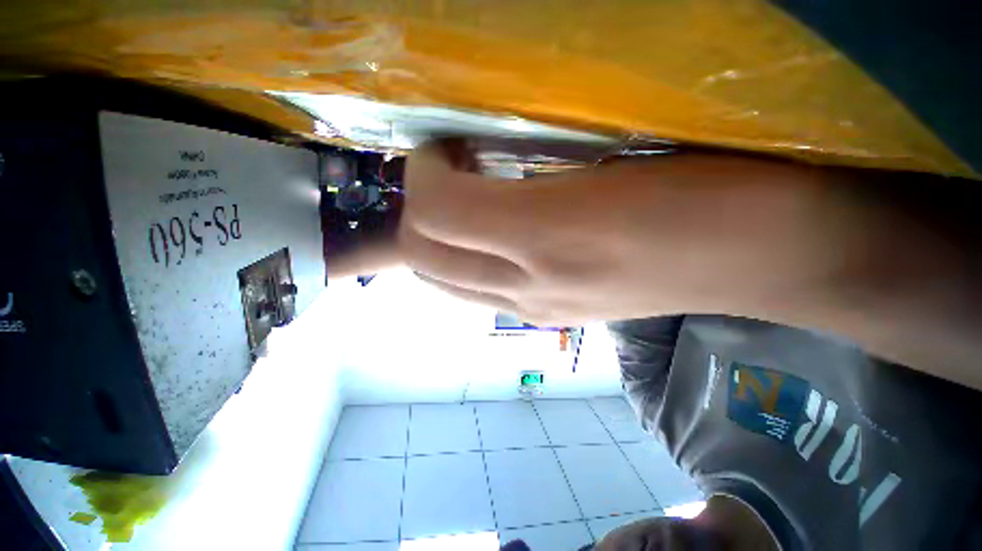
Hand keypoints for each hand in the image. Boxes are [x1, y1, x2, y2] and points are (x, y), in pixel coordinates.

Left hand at [398, 142, 866, 324]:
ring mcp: (538, 309)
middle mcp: (531, 286)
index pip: (437, 212)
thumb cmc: (713, 192)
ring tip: (459, 203)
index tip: (439, 146)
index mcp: (547, 239)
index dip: (422, 173)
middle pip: (426, 257)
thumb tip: (474, 165)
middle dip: (416, 213)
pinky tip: (487, 236)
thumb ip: (531, 167)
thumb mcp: (614, 157)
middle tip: (443, 174)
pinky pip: (475, 295)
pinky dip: (460, 263)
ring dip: (434, 242)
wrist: (767, 258)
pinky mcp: (553, 317)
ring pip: (444, 283)